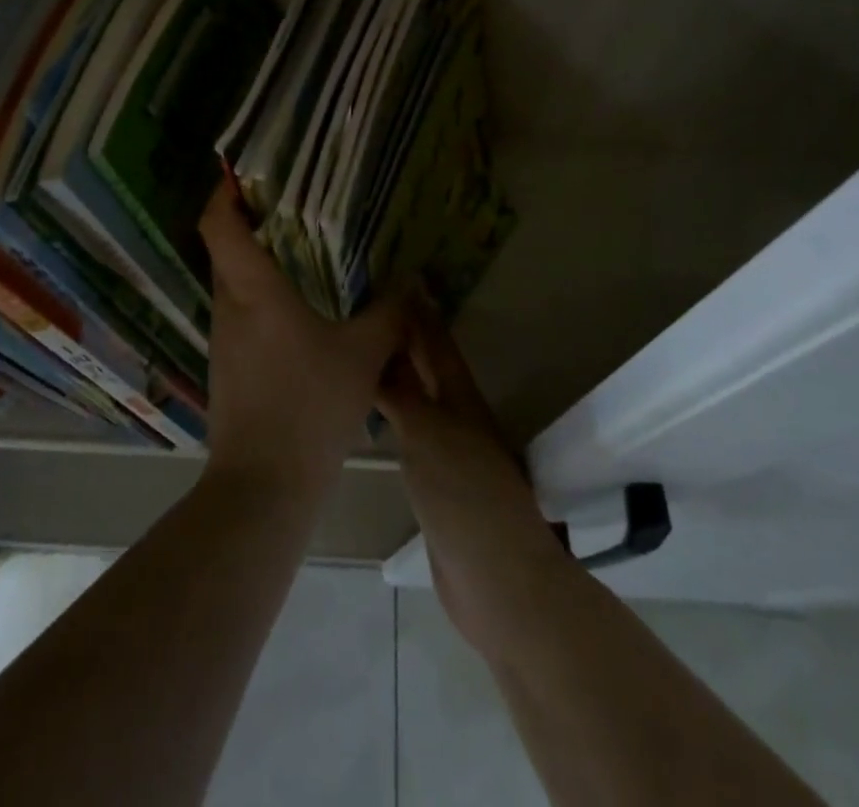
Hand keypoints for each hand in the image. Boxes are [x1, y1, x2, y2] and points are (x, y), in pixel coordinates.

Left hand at [198, 182, 405, 501]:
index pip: (218, 225)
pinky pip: (241, 314)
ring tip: (302, 251)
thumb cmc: (310, 406)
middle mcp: (229, 307)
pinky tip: (299, 310)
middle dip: (250, 222)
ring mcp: (223, 339)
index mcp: (253, 291)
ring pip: (233, 283)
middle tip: (292, 205)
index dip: (224, 193)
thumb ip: (389, 314)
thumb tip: (410, 282)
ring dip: (258, 262)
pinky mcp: (227, 366)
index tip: (245, 173)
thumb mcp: (363, 356)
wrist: (263, 486)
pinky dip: (262, 297)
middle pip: (225, 249)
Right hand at [378, 314, 574, 662]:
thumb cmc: (465, 497)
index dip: (418, 312)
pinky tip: (369, 414)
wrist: (497, 582)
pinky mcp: (434, 485)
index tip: (399, 277)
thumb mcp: (428, 435)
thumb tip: (379, 346)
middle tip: (367, 309)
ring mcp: (446, 452)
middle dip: (403, 339)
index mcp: (461, 398)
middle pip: (426, 369)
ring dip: (394, 376)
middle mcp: (455, 417)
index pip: (435, 343)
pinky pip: (407, 435)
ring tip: (361, 352)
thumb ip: (402, 392)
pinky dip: (389, 415)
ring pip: (416, 400)